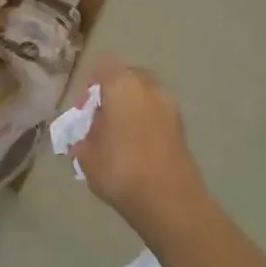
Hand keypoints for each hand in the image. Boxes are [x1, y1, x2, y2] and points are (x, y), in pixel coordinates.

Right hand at [71, 57, 209, 228]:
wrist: (169, 201)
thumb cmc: (120, 170)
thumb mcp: (85, 154)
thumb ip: (83, 136)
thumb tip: (86, 134)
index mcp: (122, 86)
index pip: (104, 65)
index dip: (92, 82)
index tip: (85, 107)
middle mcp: (149, 88)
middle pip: (129, 76)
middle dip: (115, 91)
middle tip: (102, 117)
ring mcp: (170, 107)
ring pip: (146, 95)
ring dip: (133, 107)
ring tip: (119, 135)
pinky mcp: (182, 128)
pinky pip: (158, 114)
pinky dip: (147, 122)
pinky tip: (136, 147)